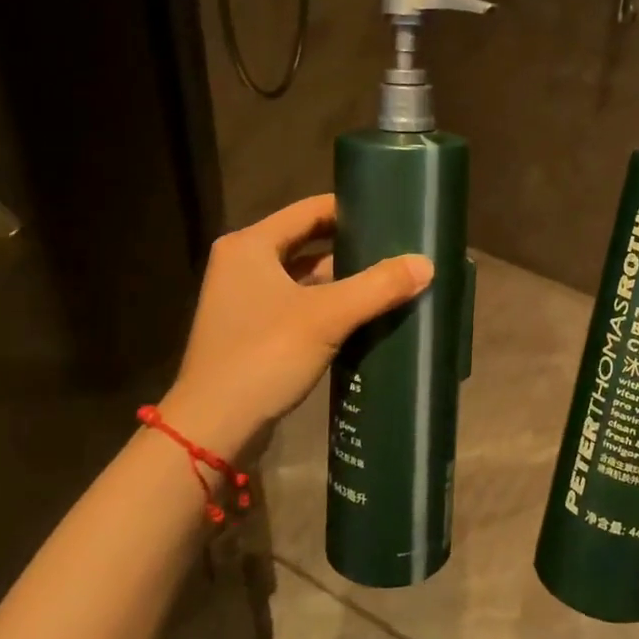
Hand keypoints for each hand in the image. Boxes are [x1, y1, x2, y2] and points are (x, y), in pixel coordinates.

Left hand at [160, 194, 432, 455]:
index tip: (392, 214)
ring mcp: (244, 298)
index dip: (351, 209)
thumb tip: (427, 263)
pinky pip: (298, 303)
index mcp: (251, 244)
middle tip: (397, 246)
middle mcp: (243, 263)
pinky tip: (363, 312)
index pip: (310, 209)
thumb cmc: (263, 357)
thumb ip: (378, 286)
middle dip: (351, 245)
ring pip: (303, 275)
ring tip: (389, 277)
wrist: (211, 429)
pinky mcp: (251, 330)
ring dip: (342, 278)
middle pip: (308, 241)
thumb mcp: (326, 317)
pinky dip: (328, 304)